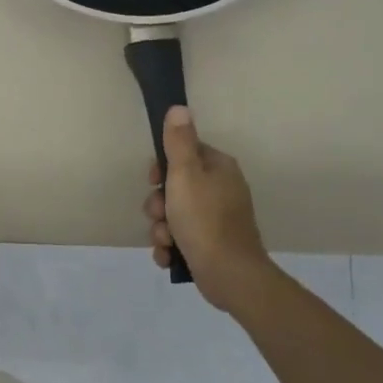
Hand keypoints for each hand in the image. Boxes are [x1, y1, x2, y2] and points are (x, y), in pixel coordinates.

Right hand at [144, 105, 274, 313]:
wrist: (229, 274)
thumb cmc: (204, 220)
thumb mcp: (185, 175)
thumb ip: (179, 142)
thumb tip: (179, 107)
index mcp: (219, 168)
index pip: (184, 153)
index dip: (162, 166)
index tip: (153, 180)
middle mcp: (221, 190)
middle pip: (175, 186)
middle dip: (159, 204)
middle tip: (159, 215)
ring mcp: (217, 219)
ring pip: (173, 215)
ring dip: (161, 228)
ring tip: (166, 241)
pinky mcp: (212, 244)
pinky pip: (181, 238)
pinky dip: (171, 247)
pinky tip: (170, 255)